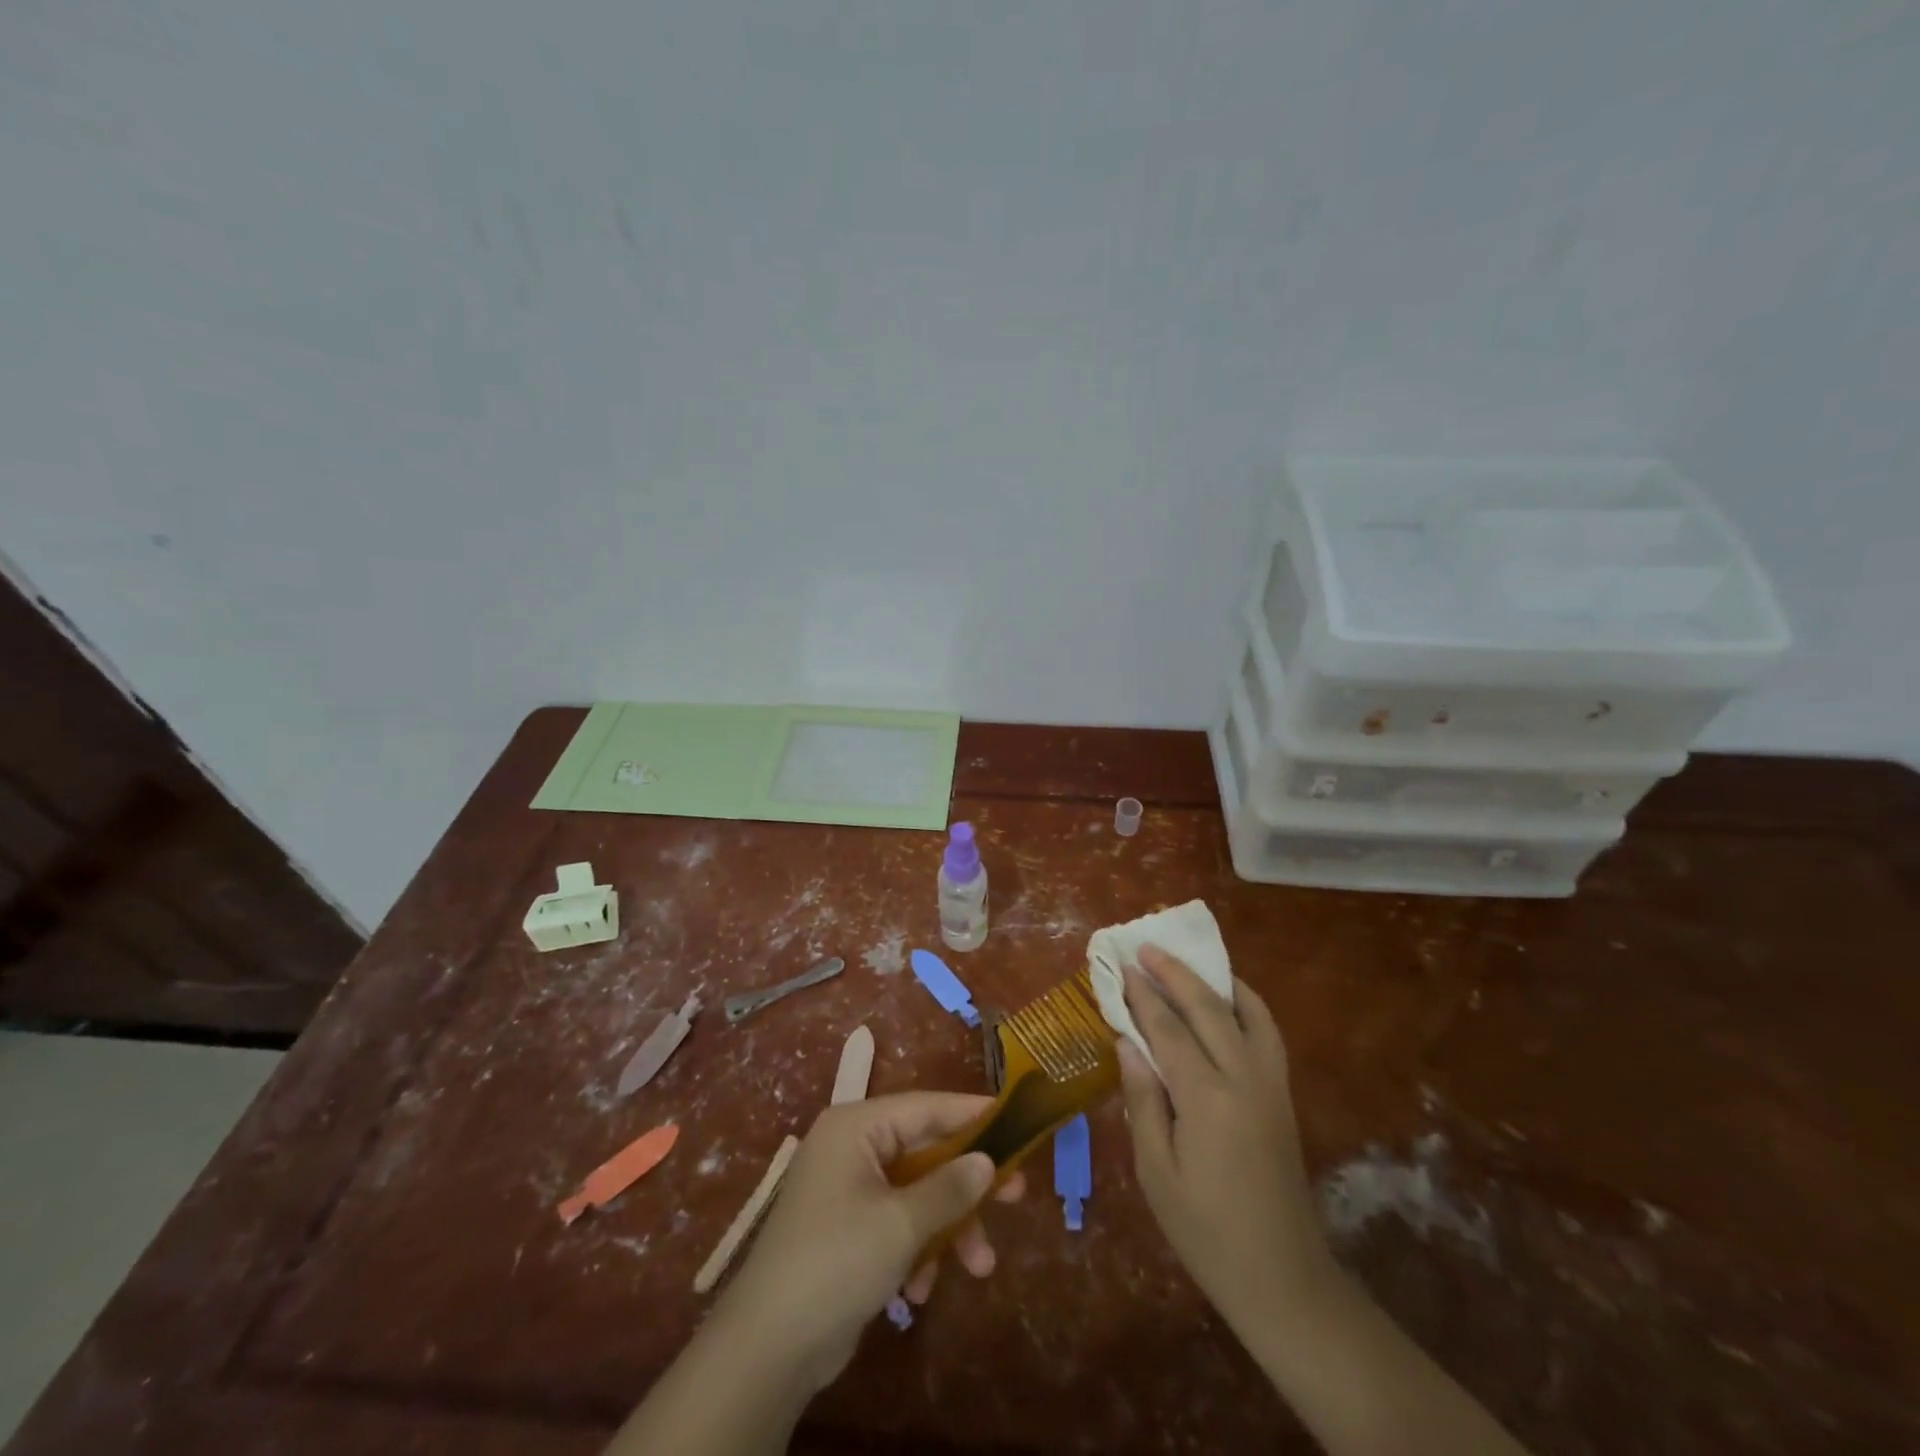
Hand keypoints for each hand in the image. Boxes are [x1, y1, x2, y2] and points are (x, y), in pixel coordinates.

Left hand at [712, 1092, 1025, 1394]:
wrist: (767, 1348)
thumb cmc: (836, 1262)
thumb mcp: (900, 1223)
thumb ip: (949, 1187)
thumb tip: (987, 1159)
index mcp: (856, 1127)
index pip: (924, 1106)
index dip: (970, 1114)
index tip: (1014, 1120)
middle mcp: (851, 1148)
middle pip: (924, 1152)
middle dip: (966, 1184)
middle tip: (1015, 1196)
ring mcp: (848, 1190)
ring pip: (916, 1193)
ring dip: (948, 1228)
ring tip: (980, 1266)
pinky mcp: (848, 1230)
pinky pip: (897, 1224)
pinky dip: (916, 1251)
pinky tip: (920, 1291)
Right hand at [1116, 945, 1332, 1334]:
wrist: (1282, 1278)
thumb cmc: (1205, 1231)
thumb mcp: (1156, 1172)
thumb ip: (1142, 1100)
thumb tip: (1127, 1041)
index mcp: (1207, 1099)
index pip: (1167, 1029)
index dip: (1141, 996)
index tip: (1121, 966)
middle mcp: (1244, 1078)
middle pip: (1207, 1008)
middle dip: (1174, 973)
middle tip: (1146, 947)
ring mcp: (1271, 1084)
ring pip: (1244, 1012)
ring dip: (1213, 981)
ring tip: (1187, 961)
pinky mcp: (1283, 1096)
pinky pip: (1268, 1033)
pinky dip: (1249, 1005)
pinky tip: (1230, 999)